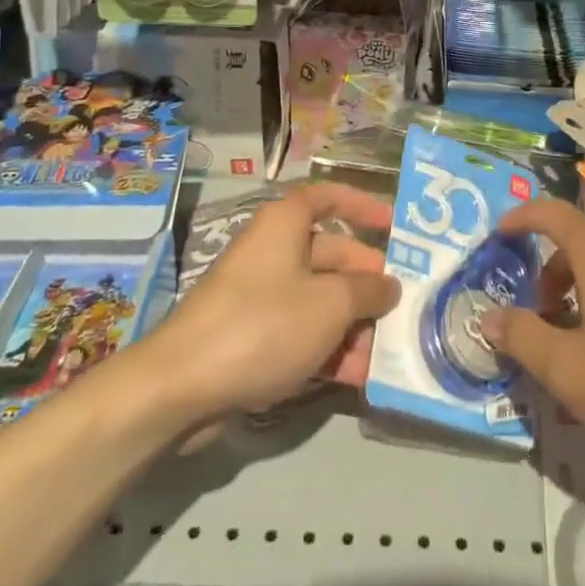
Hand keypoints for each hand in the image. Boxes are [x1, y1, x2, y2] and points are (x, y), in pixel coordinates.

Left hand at [144, 184, 399, 423]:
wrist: (182, 387)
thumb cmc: (264, 325)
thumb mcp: (330, 304)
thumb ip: (368, 291)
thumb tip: (389, 285)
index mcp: (286, 224)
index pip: (329, 198)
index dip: (362, 206)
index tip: (394, 225)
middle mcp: (273, 250)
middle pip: (331, 256)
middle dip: (367, 284)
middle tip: (402, 309)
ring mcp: (260, 295)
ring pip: (319, 300)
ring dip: (352, 325)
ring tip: (385, 355)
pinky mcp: (250, 336)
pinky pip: (300, 331)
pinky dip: (327, 348)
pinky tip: (357, 377)